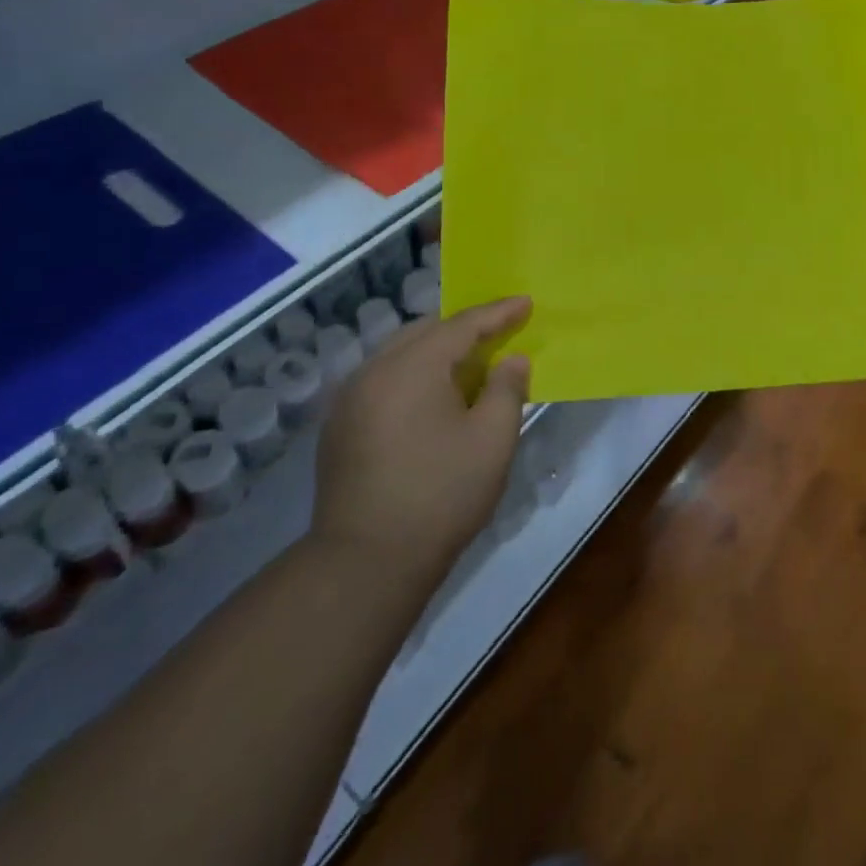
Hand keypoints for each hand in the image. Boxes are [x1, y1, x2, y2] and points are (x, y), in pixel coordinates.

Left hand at [311, 297, 531, 593]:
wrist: (365, 563)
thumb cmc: (441, 494)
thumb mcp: (492, 439)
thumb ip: (507, 388)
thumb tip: (511, 360)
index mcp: (411, 366)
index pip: (462, 324)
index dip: (498, 313)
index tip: (526, 303)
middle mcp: (373, 370)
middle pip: (426, 331)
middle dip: (465, 328)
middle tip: (500, 332)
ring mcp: (349, 399)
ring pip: (400, 354)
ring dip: (437, 352)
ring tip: (470, 365)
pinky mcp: (339, 427)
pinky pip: (384, 379)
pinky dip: (414, 375)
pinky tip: (433, 399)